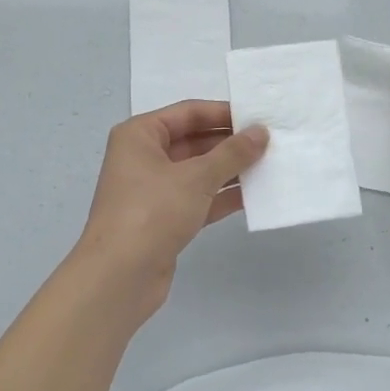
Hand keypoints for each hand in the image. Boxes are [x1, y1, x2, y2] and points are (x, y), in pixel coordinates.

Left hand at [71, 100, 268, 322]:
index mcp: (140, 135)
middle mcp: (144, 157)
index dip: (224, 113)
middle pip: (194, 141)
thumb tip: (261, 132)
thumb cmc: (152, 212)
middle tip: (270, 143)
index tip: (259, 117)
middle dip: (230, 143)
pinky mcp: (165, 219)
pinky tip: (255, 195)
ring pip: (199, 171)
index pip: (189, 112)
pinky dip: (223, 196)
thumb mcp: (196, 177)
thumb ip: (232, 153)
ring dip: (231, 170)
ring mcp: (154, 190)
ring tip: (270, 165)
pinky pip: (199, 198)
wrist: (119, 277)